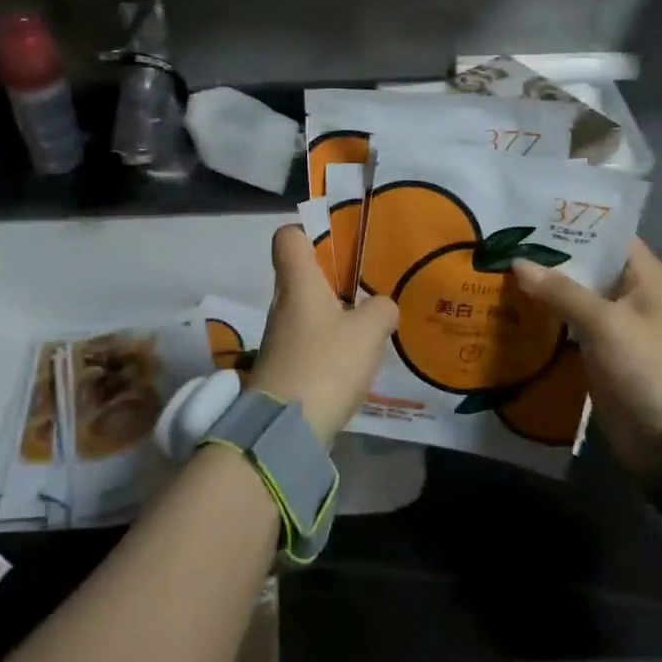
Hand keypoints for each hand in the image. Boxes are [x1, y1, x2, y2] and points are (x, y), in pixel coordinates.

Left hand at [248, 225, 398, 444]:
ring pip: (308, 311)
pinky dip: (330, 346)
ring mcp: (280, 338)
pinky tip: (356, 360)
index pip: (287, 237)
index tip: (337, 244)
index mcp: (298, 283)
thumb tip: (382, 306)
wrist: (286, 429)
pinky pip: (310, 342)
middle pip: (302, 275)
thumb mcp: (368, 331)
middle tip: (368, 288)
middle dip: (334, 278)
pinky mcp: (285, 368)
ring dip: (335, 315)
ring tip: (370, 326)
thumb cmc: (326, 364)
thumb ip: (381, 309)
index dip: (308, 232)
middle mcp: (283, 304)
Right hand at [511, 241, 661, 477]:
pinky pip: (571, 327)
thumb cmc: (648, 368)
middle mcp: (632, 295)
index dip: (570, 224)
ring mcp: (618, 327)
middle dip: (548, 258)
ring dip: (544, 290)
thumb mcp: (605, 323)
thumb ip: (561, 291)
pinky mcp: (603, 354)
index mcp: (646, 276)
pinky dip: (548, 321)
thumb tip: (518, 262)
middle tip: (501, 244)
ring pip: (575, 298)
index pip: (606, 235)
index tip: (527, 216)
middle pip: (587, 265)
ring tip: (497, 273)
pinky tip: (513, 313)